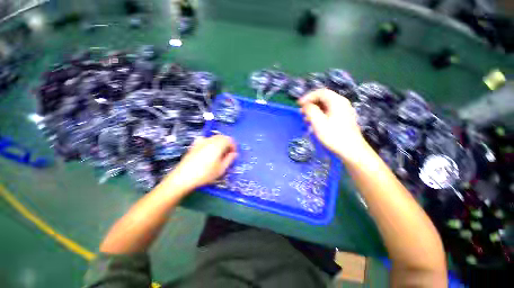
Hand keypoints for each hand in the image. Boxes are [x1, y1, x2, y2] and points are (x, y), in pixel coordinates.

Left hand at [163, 135, 236, 191]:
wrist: (183, 177)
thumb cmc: (205, 174)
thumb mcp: (221, 169)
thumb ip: (230, 159)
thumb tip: (234, 154)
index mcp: (218, 145)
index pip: (230, 140)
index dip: (234, 146)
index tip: (234, 154)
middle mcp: (210, 140)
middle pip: (222, 137)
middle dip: (227, 144)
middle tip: (228, 154)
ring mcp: (201, 142)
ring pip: (214, 137)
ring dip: (220, 143)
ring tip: (219, 154)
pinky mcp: (194, 145)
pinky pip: (206, 140)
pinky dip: (211, 143)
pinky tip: (209, 151)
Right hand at [298, 89, 365, 159]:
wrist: (351, 151)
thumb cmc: (334, 136)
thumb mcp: (318, 122)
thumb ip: (311, 110)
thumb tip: (306, 105)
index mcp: (337, 101)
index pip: (320, 92)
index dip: (308, 97)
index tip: (298, 104)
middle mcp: (342, 103)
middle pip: (323, 98)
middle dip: (310, 104)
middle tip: (301, 112)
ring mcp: (344, 111)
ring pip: (326, 106)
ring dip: (314, 110)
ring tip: (306, 119)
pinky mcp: (343, 119)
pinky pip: (329, 112)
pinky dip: (320, 115)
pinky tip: (315, 123)